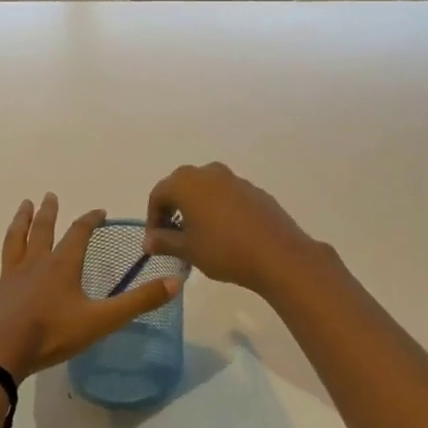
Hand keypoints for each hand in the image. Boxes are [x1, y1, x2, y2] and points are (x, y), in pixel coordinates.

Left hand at [0, 194, 181, 379]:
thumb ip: (139, 302)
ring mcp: (8, 277)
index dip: (90, 220)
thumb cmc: (52, 334)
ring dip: (19, 223)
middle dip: (49, 213)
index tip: (98, 211)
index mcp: (63, 266)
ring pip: (14, 242)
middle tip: (49, 195)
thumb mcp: (102, 320)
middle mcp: (35, 264)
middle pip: (43, 231)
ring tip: (23, 206)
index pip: (79, 234)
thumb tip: (176, 281)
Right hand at [143, 163, 322, 295]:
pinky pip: (226, 196)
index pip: (158, 195)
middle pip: (181, 187)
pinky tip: (225, 234)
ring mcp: (234, 179)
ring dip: (196, 209)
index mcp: (186, 183)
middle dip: (173, 210)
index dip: (152, 218)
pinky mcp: (254, 191)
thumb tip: (149, 240)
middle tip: (173, 237)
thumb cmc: (223, 250)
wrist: (277, 255)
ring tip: (198, 237)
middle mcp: (209, 173)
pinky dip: (218, 210)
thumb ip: (164, 242)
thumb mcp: (188, 250)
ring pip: (205, 190)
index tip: (155, 242)